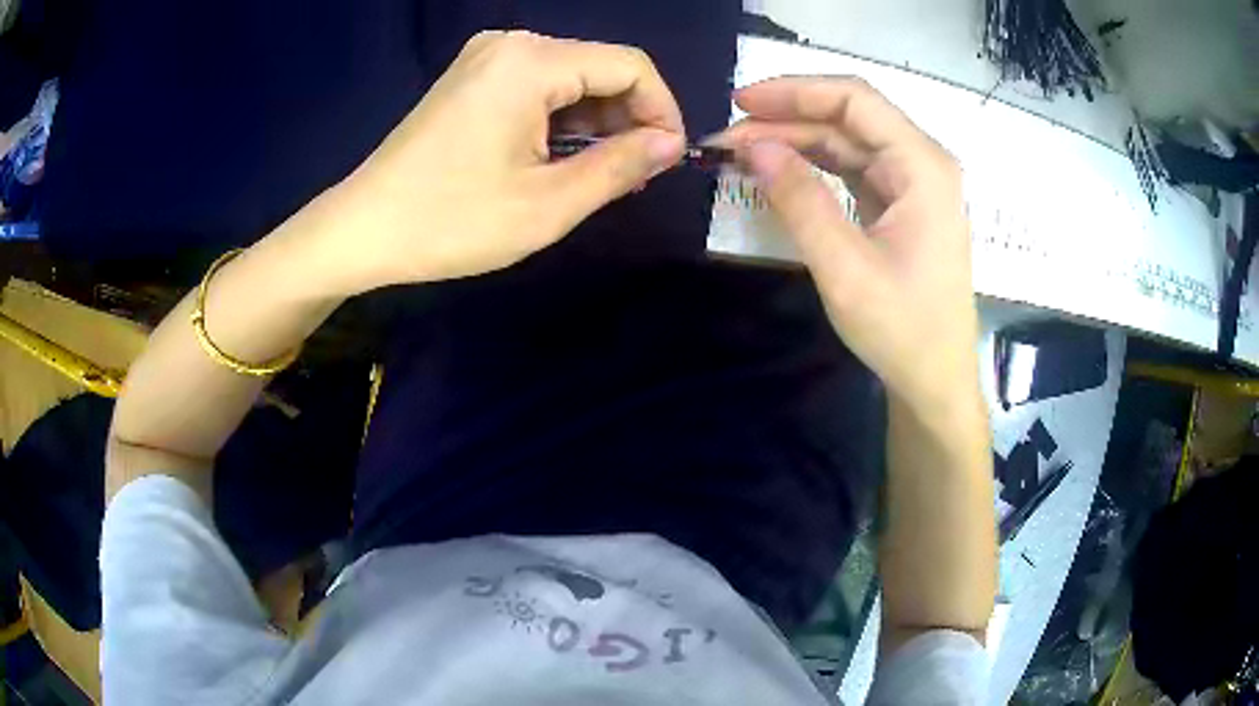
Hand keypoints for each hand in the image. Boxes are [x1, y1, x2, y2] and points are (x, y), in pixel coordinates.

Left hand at [308, 31, 686, 293]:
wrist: (363, 230)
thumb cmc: (451, 222)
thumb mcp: (548, 204)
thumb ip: (620, 166)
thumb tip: (671, 144)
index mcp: (531, 63)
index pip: (631, 65)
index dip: (662, 110)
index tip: (666, 160)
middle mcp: (511, 45)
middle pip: (601, 67)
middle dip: (629, 118)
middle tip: (634, 177)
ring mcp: (487, 59)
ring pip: (571, 79)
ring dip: (597, 123)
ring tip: (602, 175)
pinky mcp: (472, 79)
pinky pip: (538, 87)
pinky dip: (561, 120)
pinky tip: (562, 158)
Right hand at [712, 77, 979, 409]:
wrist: (935, 381)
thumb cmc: (902, 329)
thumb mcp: (845, 268)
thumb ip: (799, 200)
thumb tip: (752, 146)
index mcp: (923, 166)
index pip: (855, 101)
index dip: (795, 92)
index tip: (741, 102)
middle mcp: (922, 163)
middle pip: (849, 117)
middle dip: (787, 119)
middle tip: (727, 139)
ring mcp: (913, 183)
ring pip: (848, 141)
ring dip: (795, 141)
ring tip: (742, 153)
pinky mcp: (901, 204)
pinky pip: (853, 168)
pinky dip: (813, 165)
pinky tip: (779, 170)